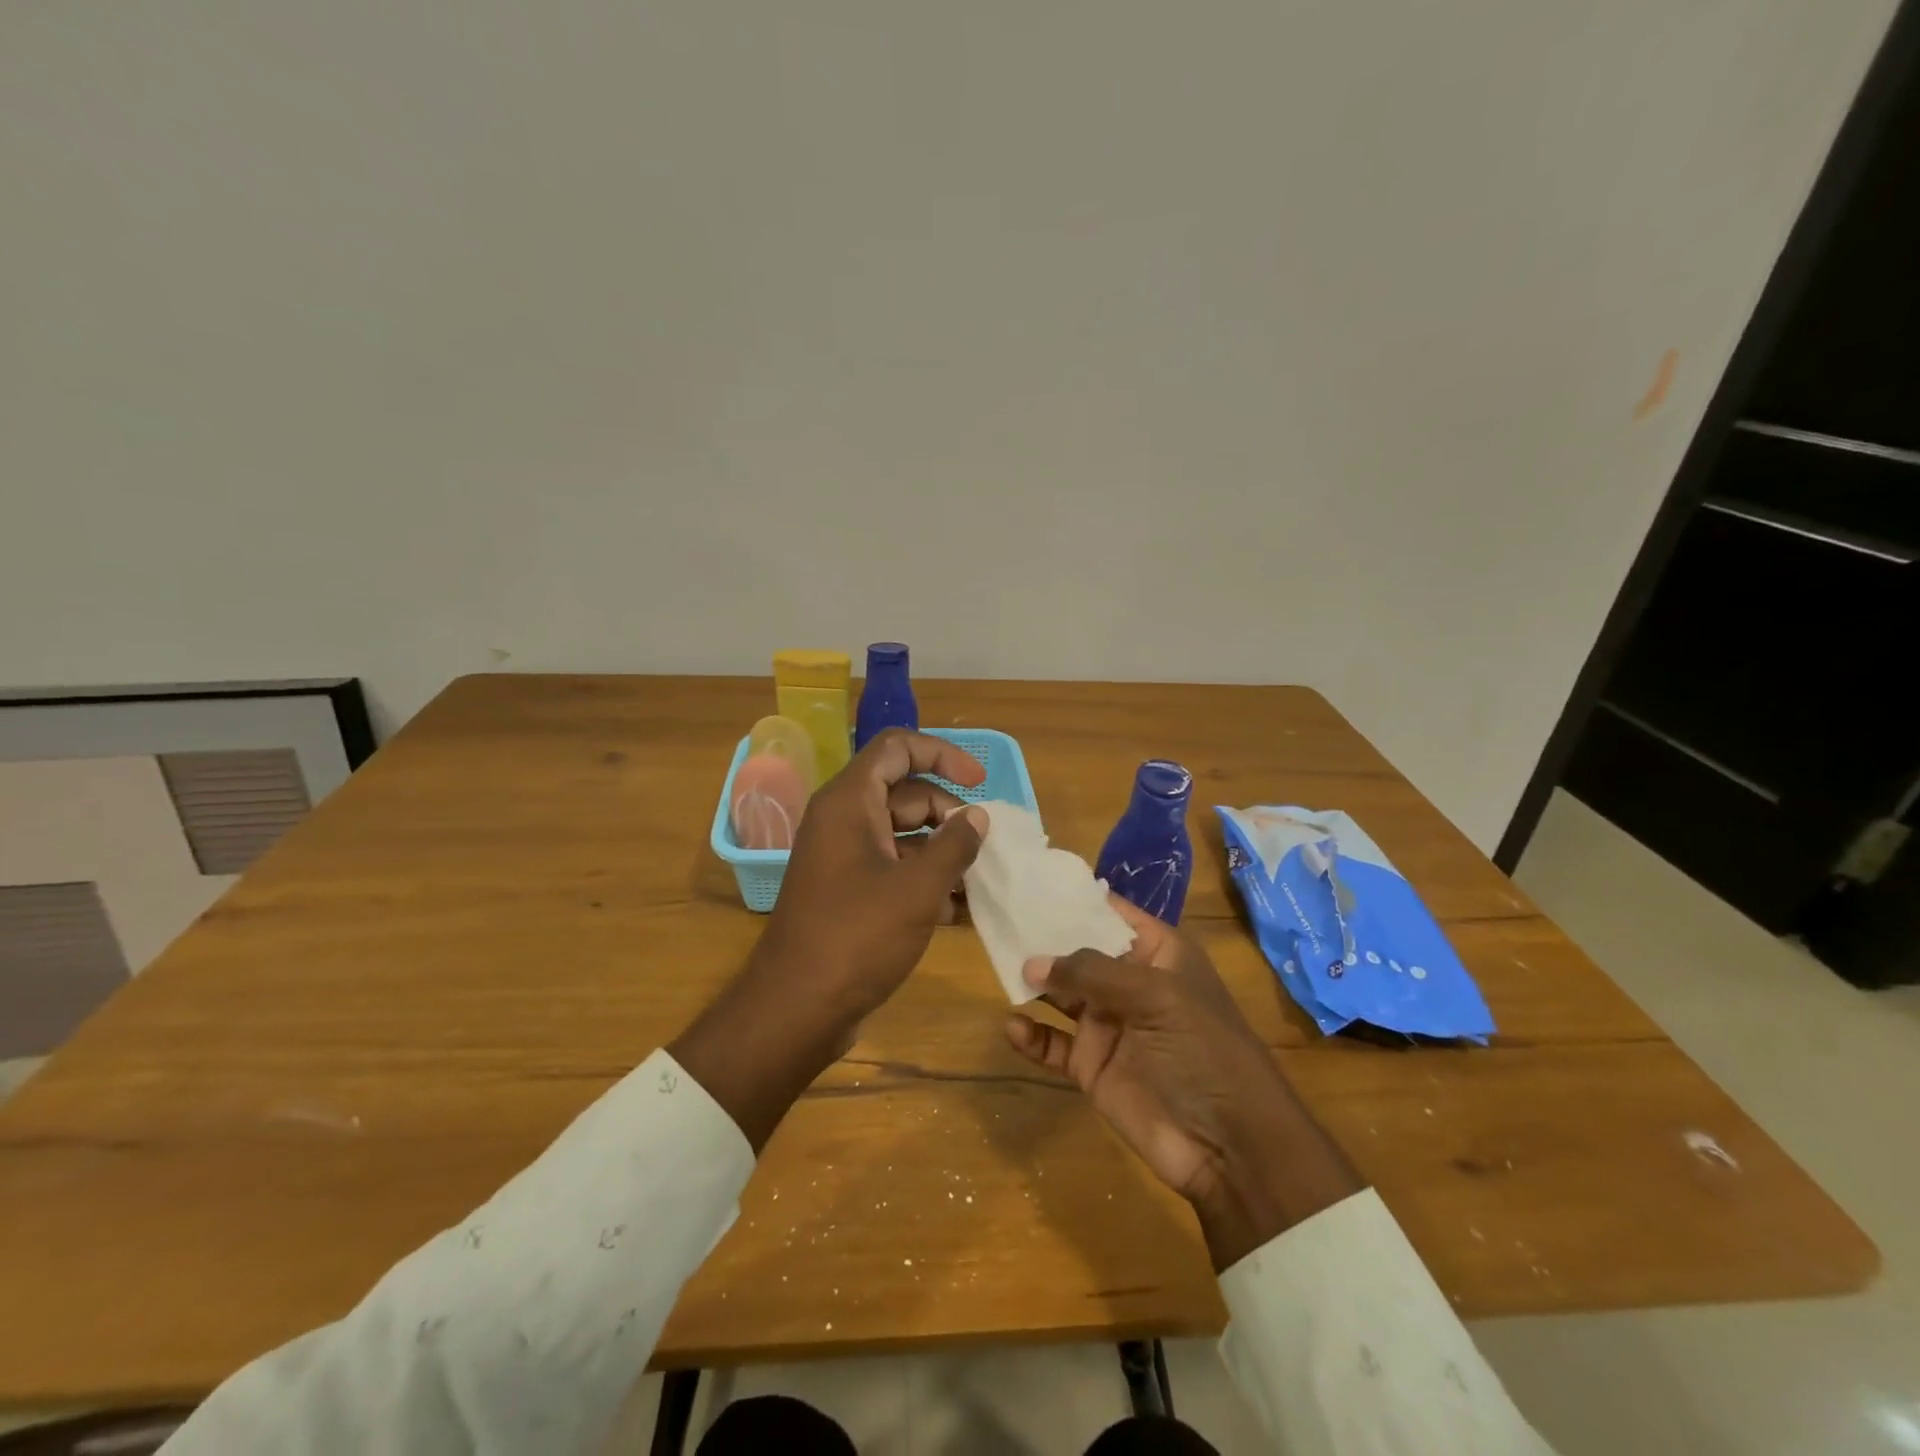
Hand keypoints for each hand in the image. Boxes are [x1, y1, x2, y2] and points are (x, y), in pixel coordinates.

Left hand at [758, 727, 989, 1020]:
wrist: (797, 1008)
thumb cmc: (857, 937)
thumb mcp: (917, 888)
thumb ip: (954, 845)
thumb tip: (978, 817)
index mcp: (850, 801)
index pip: (897, 748)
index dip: (942, 754)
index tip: (980, 781)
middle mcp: (843, 820)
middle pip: (905, 792)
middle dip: (949, 813)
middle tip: (983, 846)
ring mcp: (844, 857)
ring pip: (903, 834)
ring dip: (942, 851)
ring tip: (980, 880)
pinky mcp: (849, 891)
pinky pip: (893, 868)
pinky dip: (924, 879)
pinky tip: (958, 909)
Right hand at [1006, 899, 1365, 1268]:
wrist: (1230, 1146)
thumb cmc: (1203, 1050)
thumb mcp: (1156, 997)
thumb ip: (1092, 973)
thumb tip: (1032, 961)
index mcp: (1157, 953)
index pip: (1111, 913)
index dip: (1076, 898)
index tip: (1030, 880)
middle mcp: (1129, 982)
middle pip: (1078, 950)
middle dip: (1043, 937)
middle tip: (999, 920)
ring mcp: (1108, 1024)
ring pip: (1060, 993)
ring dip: (1033, 982)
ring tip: (999, 968)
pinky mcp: (1092, 1066)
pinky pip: (1053, 1043)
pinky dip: (1031, 1036)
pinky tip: (1013, 1028)